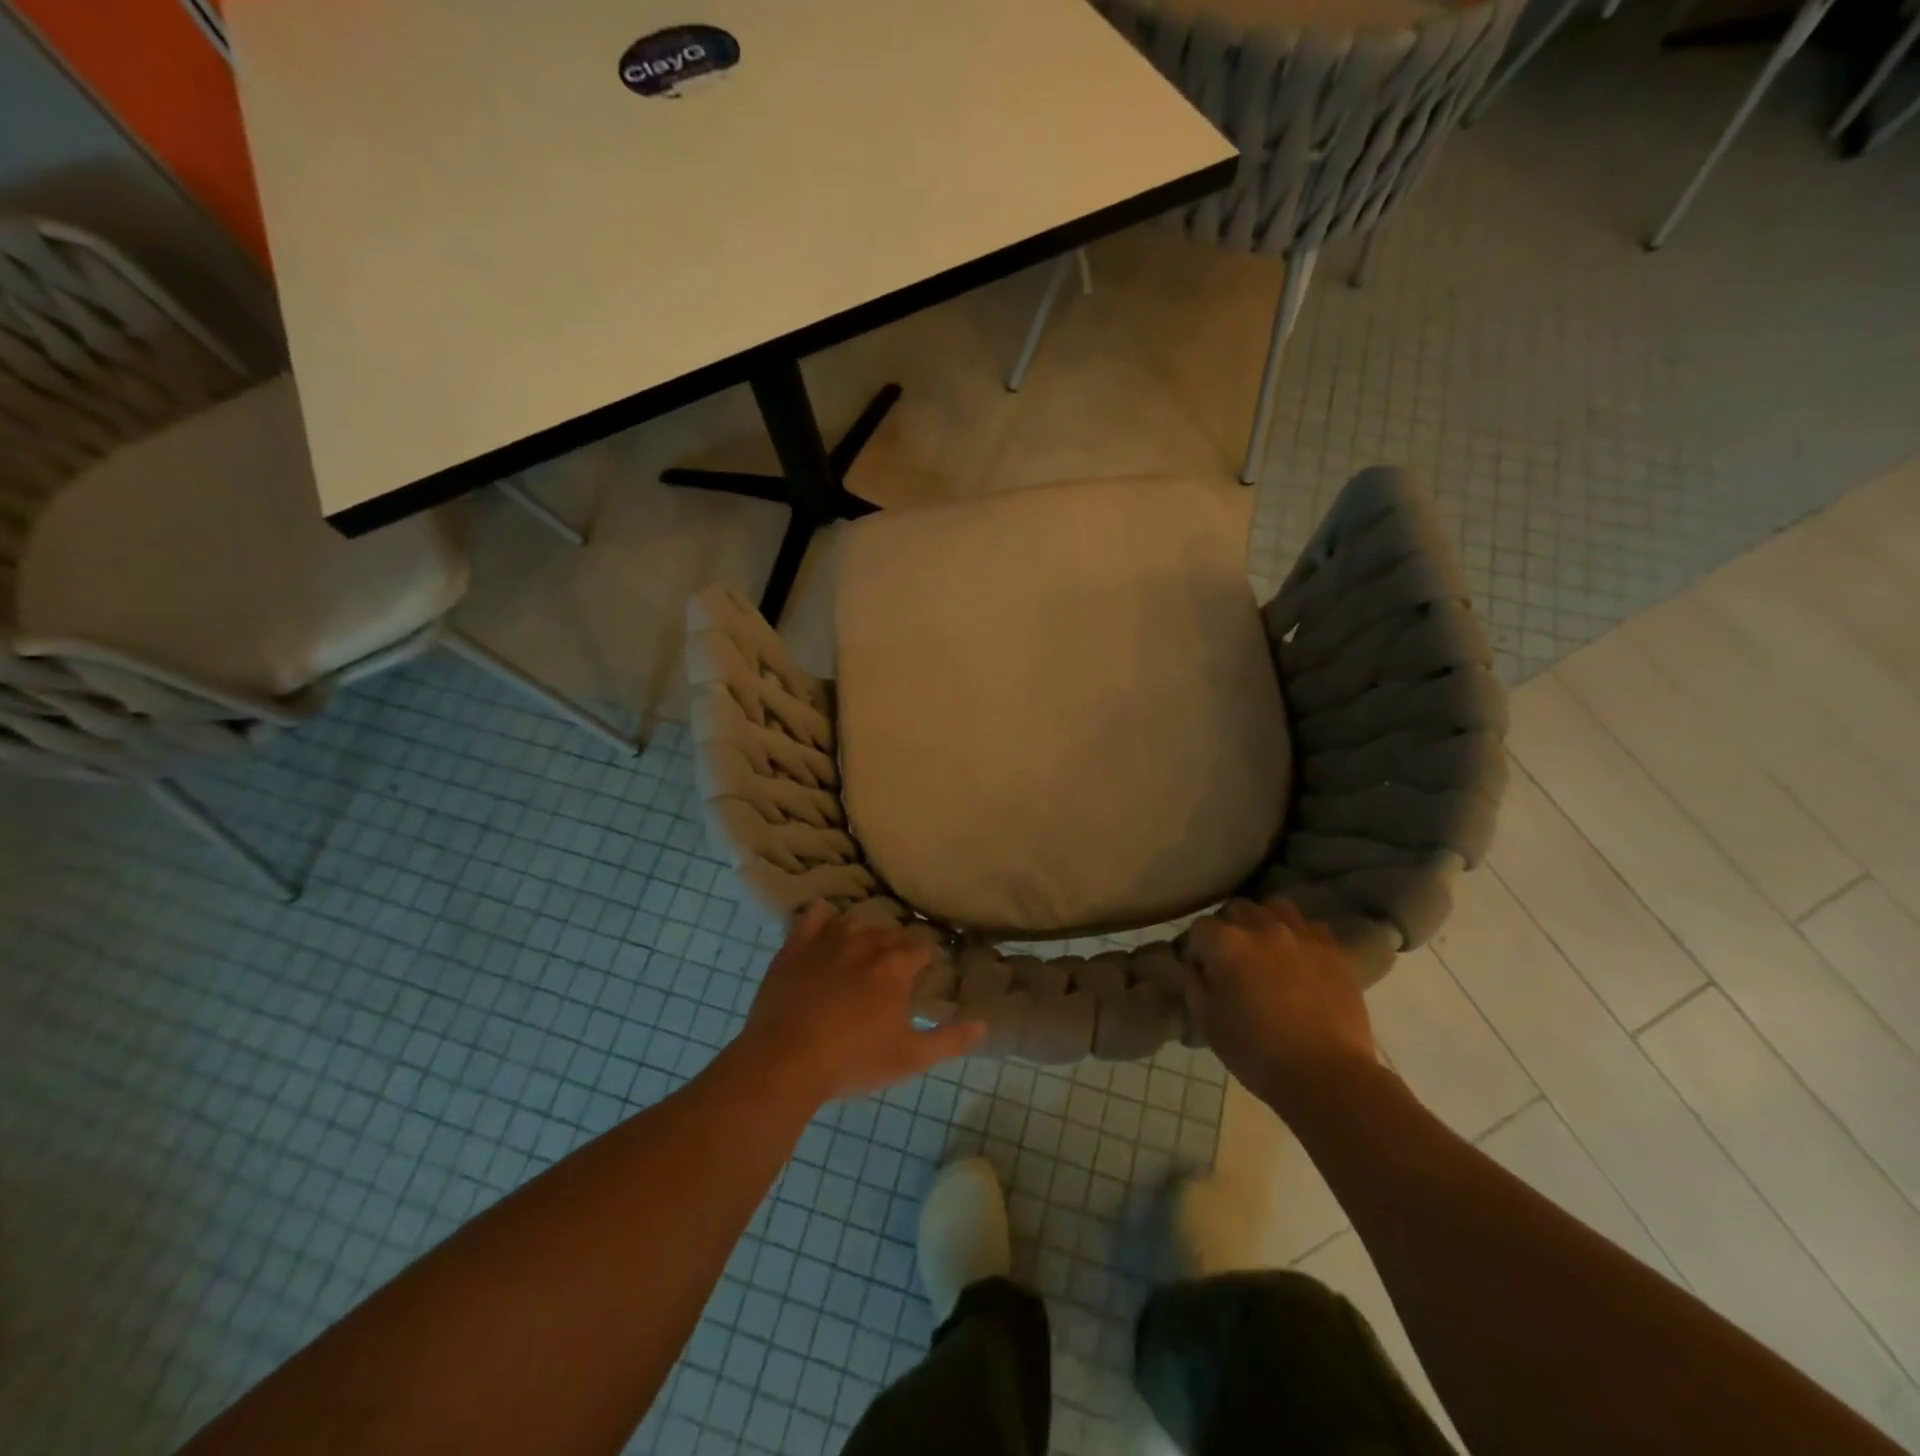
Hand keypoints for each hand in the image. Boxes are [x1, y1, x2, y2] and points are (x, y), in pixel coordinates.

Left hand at [739, 903, 984, 1105]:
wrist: (784, 1062)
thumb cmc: (852, 1061)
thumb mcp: (909, 1059)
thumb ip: (949, 1040)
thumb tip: (984, 1025)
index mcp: (895, 966)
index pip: (922, 948)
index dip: (927, 959)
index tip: (925, 973)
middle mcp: (865, 942)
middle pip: (890, 933)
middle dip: (897, 948)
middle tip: (894, 971)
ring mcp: (828, 940)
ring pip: (855, 922)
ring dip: (864, 934)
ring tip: (863, 953)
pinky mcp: (795, 946)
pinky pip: (814, 917)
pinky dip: (823, 919)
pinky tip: (825, 930)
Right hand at [1183, 899, 1377, 1117]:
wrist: (1327, 1076)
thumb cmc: (1256, 1053)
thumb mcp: (1208, 1022)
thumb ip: (1195, 985)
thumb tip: (1197, 967)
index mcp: (1227, 944)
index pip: (1200, 927)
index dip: (1198, 948)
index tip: (1203, 969)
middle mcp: (1263, 929)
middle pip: (1238, 908)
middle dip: (1230, 927)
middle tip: (1233, 958)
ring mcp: (1302, 937)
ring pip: (1277, 908)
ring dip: (1266, 922)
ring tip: (1269, 948)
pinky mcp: (1334, 952)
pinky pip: (1312, 928)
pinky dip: (1302, 937)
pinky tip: (1302, 959)